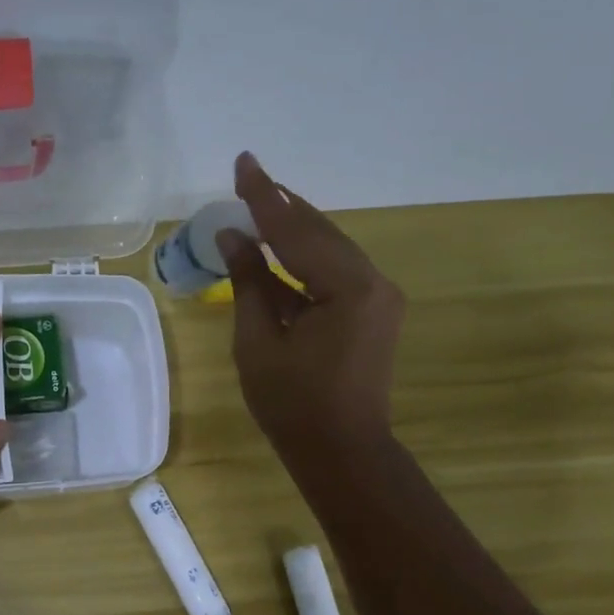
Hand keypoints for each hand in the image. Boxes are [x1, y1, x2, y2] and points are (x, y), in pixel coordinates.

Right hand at [219, 152, 403, 467]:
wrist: (343, 452)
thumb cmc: (293, 406)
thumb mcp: (258, 343)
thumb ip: (249, 284)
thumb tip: (233, 237)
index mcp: (347, 288)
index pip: (296, 231)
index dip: (264, 197)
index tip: (243, 162)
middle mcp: (373, 282)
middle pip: (320, 232)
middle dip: (281, 207)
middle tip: (248, 179)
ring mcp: (379, 297)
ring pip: (330, 249)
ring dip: (294, 230)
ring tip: (259, 208)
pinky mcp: (375, 312)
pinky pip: (337, 272)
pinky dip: (307, 259)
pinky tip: (281, 251)